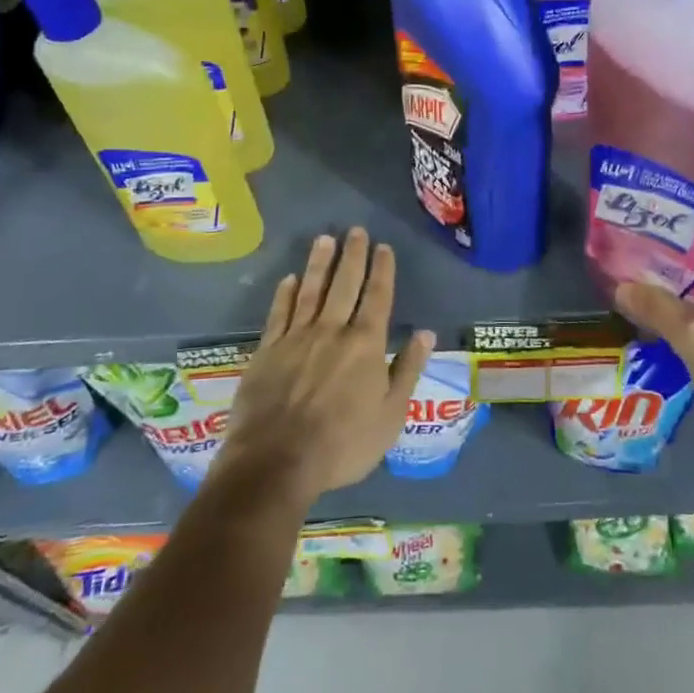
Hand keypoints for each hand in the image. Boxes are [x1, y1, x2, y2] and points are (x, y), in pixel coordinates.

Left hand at [214, 229, 434, 508]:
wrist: (277, 461)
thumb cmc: (343, 444)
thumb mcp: (390, 415)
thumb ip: (407, 370)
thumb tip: (426, 333)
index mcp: (365, 345)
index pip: (377, 297)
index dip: (382, 270)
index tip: (384, 247)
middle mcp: (332, 330)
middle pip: (345, 284)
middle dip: (353, 256)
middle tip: (356, 230)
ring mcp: (297, 337)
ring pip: (311, 290)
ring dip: (319, 263)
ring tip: (324, 239)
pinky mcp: (268, 350)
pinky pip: (279, 313)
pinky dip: (285, 293)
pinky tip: (289, 278)